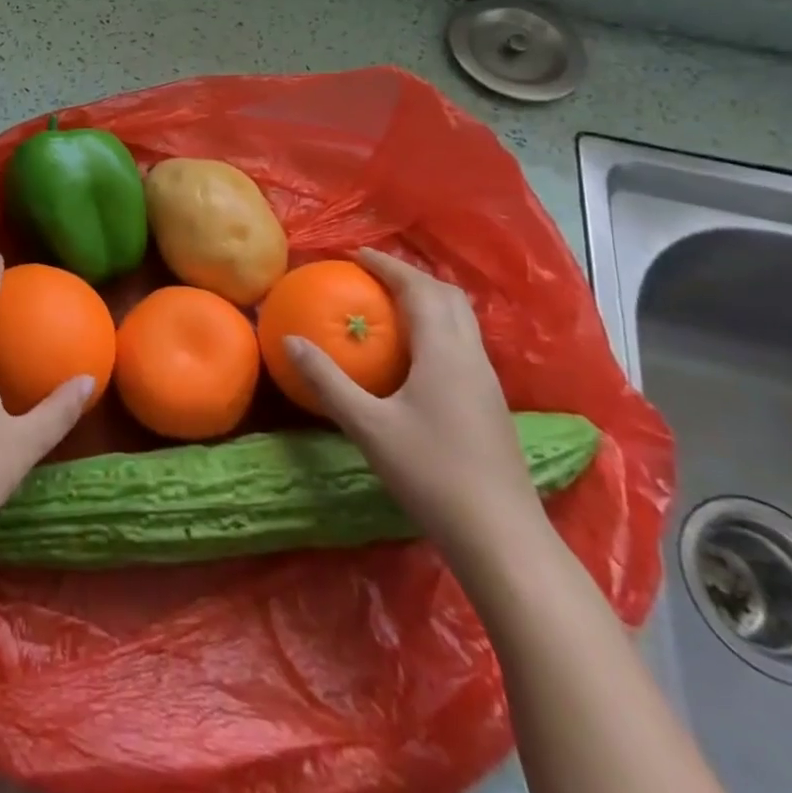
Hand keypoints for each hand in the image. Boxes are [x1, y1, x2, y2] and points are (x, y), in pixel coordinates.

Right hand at [284, 248, 545, 560]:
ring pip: (461, 320)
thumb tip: (289, 340)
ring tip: (390, 305)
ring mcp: (487, 381)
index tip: (356, 255)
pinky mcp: (490, 404)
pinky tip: (415, 354)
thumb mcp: (368, 426)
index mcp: (444, 351)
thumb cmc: (432, 474)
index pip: (418, 289)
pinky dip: (437, 327)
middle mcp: (471, 356)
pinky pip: (463, 343)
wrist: (502, 538)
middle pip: (447, 296)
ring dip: (427, 300)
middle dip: (410, 277)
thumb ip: (327, 380)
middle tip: (372, 276)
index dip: (387, 266)